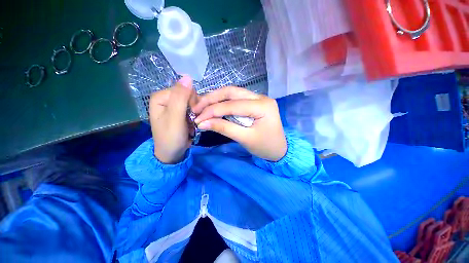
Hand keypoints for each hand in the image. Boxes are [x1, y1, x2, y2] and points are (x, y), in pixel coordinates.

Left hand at [149, 75, 196, 163]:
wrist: (172, 153)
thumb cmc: (171, 137)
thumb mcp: (175, 117)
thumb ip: (180, 98)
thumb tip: (188, 76)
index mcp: (161, 96)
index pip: (185, 90)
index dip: (192, 102)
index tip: (192, 115)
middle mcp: (167, 98)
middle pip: (190, 95)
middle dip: (194, 108)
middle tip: (192, 120)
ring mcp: (174, 106)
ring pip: (194, 103)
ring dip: (196, 114)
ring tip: (192, 124)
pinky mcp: (181, 112)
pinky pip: (193, 109)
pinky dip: (195, 117)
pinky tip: (192, 124)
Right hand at [192, 87, 286, 161]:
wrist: (280, 150)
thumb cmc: (265, 147)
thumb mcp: (245, 139)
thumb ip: (224, 128)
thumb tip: (202, 123)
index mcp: (263, 106)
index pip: (232, 105)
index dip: (213, 111)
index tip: (198, 119)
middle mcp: (261, 97)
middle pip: (231, 92)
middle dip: (212, 98)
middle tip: (197, 108)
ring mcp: (258, 98)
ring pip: (233, 93)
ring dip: (216, 98)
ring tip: (202, 106)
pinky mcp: (255, 102)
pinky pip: (236, 98)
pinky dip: (223, 102)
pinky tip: (214, 107)